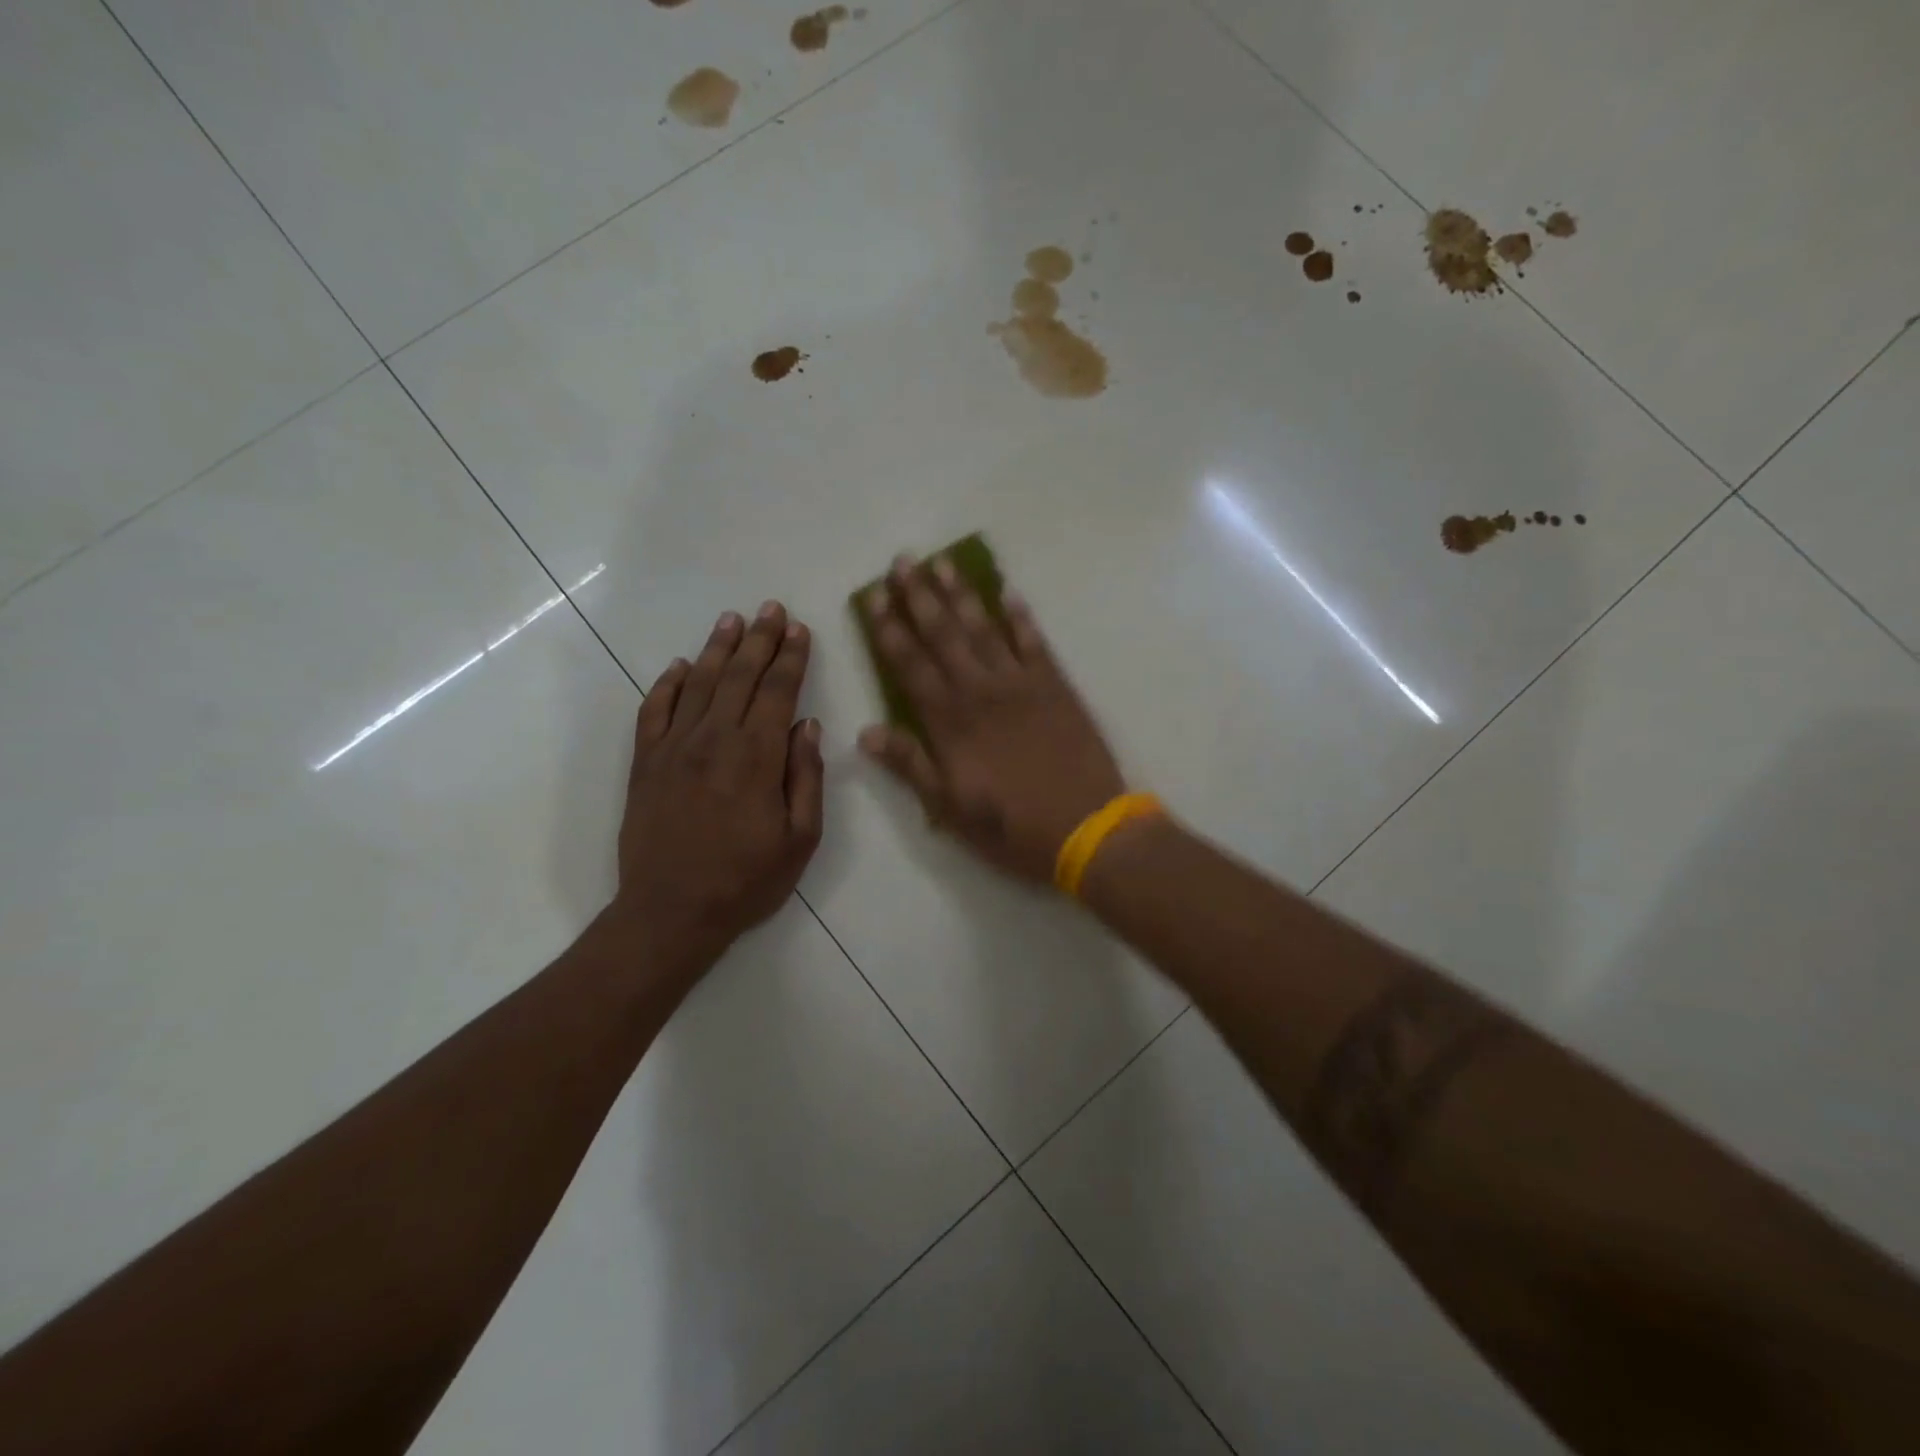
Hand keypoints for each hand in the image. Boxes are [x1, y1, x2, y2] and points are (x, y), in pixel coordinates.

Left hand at [614, 602, 823, 972]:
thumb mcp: (800, 839)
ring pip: (699, 684)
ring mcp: (673, 748)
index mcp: (757, 757)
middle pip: (740, 677)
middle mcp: (714, 740)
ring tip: (733, 620)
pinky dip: (668, 684)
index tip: (799, 629)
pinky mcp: (644, 763)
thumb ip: (806, 778)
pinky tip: (681, 666)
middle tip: (771, 609)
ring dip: (719, 649)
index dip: (791, 658)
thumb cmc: (746, 881)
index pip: (778, 692)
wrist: (670, 912)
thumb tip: (807, 725)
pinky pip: (654, 710)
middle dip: (760, 640)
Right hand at [859, 554, 1124, 884]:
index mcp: (950, 721)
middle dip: (920, 596)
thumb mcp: (950, 808)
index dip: (889, 630)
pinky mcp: (1056, 686)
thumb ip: (909, 765)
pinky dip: (1021, 616)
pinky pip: (1034, 642)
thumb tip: (865, 732)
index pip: (910, 665)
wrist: (1087, 827)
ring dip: (962, 594)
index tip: (874, 598)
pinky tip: (1009, 592)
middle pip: (944, 634)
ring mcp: (1021, 683)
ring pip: (984, 628)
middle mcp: (981, 690)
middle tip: (903, 561)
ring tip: (943, 562)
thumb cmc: (1012, 826)